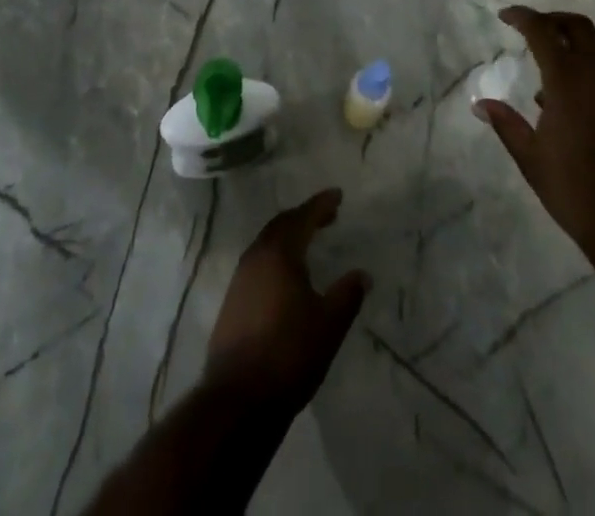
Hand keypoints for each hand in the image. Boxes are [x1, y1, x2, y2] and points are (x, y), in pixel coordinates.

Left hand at [204, 188, 369, 408]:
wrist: (238, 400)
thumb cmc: (289, 354)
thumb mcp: (329, 324)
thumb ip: (347, 295)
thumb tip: (362, 274)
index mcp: (279, 253)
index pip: (303, 217)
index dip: (321, 204)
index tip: (338, 195)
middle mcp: (256, 257)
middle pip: (281, 225)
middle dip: (304, 216)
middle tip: (327, 216)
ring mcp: (239, 280)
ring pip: (266, 243)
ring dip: (288, 236)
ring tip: (308, 242)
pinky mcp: (231, 302)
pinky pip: (258, 263)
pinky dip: (276, 256)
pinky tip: (286, 276)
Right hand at [477, 6, 594, 266]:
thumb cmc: (573, 189)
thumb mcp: (530, 158)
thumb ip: (506, 124)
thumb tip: (480, 103)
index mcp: (568, 82)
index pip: (542, 31)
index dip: (523, 17)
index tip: (506, 16)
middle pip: (579, 28)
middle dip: (554, 21)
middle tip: (534, 31)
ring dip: (574, 64)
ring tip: (552, 97)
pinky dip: (594, 91)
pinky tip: (583, 123)